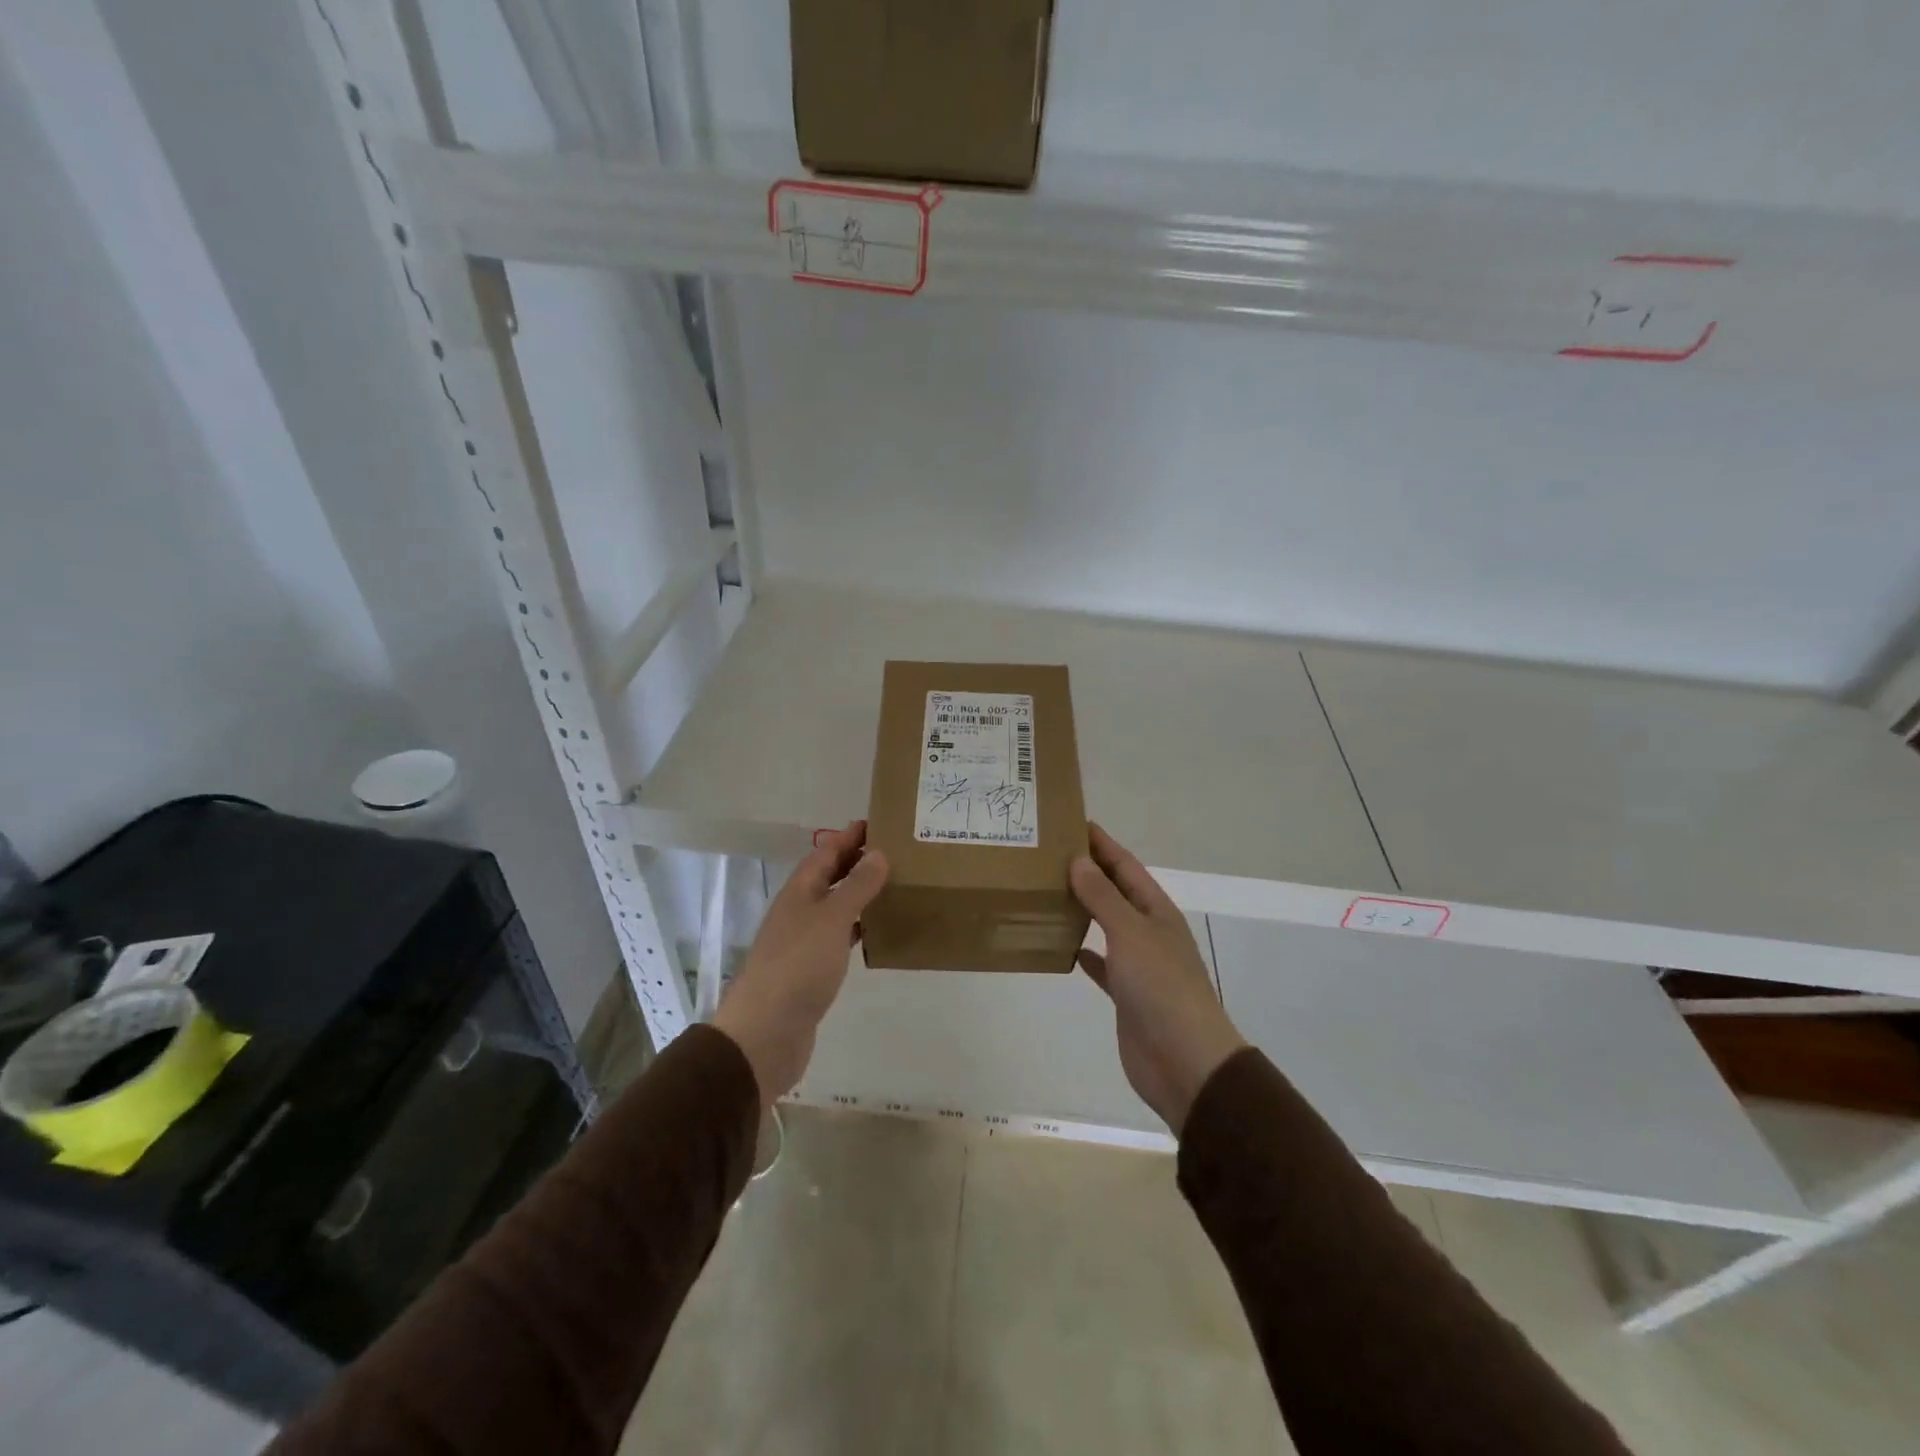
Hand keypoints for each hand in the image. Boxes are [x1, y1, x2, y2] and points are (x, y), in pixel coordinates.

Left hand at [712, 821, 887, 1105]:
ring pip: (836, 907)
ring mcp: (804, 942)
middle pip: (829, 877)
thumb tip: (877, 853)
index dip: (849, 837)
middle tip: (896, 852)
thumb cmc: (797, 967)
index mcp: (799, 892)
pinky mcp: (812, 971)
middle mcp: (799, 911)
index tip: (879, 823)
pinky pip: (839, 938)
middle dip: (857, 862)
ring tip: (895, 886)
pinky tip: (879, 932)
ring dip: (860, 895)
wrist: (765, 1034)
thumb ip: (856, 887)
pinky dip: (859, 929)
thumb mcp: (831, 919)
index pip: (825, 852)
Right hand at [1071, 823, 1246, 1134]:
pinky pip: (1101, 964)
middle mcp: (1148, 932)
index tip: (1073, 822)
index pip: (1125, 866)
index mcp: (1156, 911)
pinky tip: (1063, 945)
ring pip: (1106, 925)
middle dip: (1088, 872)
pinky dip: (1084, 951)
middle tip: (1049, 854)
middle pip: (1115, 892)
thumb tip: (1078, 861)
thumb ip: (1103, 897)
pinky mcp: (1126, 994)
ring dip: (1083, 908)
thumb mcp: (1130, 932)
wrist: (1183, 1060)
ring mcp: (1138, 964)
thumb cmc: (1161, 986)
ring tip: (1048, 892)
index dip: (1102, 843)